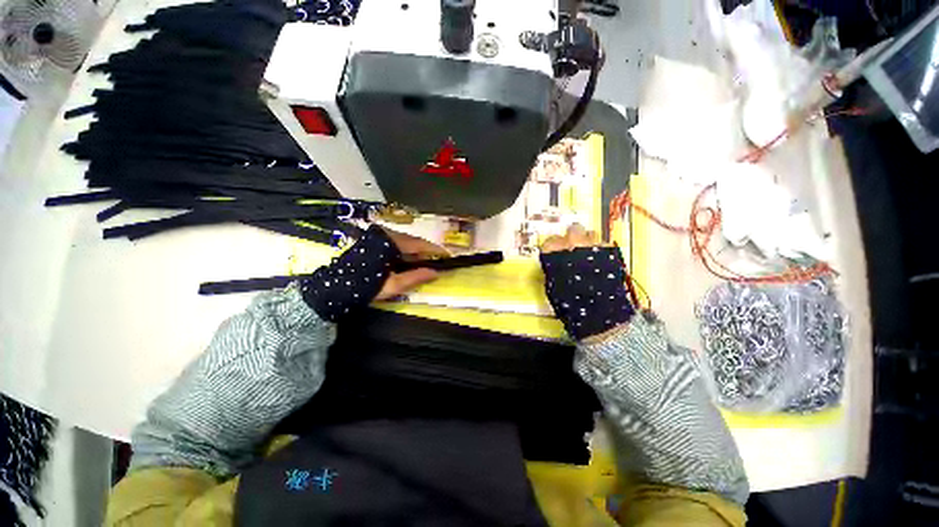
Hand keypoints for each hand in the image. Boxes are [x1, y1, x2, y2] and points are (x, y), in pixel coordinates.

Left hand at [301, 226, 446, 320]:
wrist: (333, 288)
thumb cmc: (365, 287)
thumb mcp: (393, 285)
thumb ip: (416, 277)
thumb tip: (436, 273)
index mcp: (391, 243)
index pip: (420, 244)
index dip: (435, 251)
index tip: (448, 256)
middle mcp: (386, 235)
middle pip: (413, 241)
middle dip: (426, 252)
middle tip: (437, 263)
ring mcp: (378, 237)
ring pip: (404, 243)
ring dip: (415, 253)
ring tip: (425, 265)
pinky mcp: (372, 241)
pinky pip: (395, 244)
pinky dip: (405, 253)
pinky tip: (409, 262)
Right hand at [539, 223, 632, 339]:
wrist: (597, 313)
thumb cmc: (569, 303)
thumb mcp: (552, 287)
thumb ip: (552, 269)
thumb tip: (554, 262)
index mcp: (556, 254)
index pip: (550, 241)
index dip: (553, 247)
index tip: (554, 253)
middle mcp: (574, 246)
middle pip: (573, 230)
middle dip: (572, 236)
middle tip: (572, 247)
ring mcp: (594, 247)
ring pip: (591, 233)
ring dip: (588, 241)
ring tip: (588, 254)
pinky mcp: (611, 253)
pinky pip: (605, 244)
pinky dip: (601, 249)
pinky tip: (600, 261)